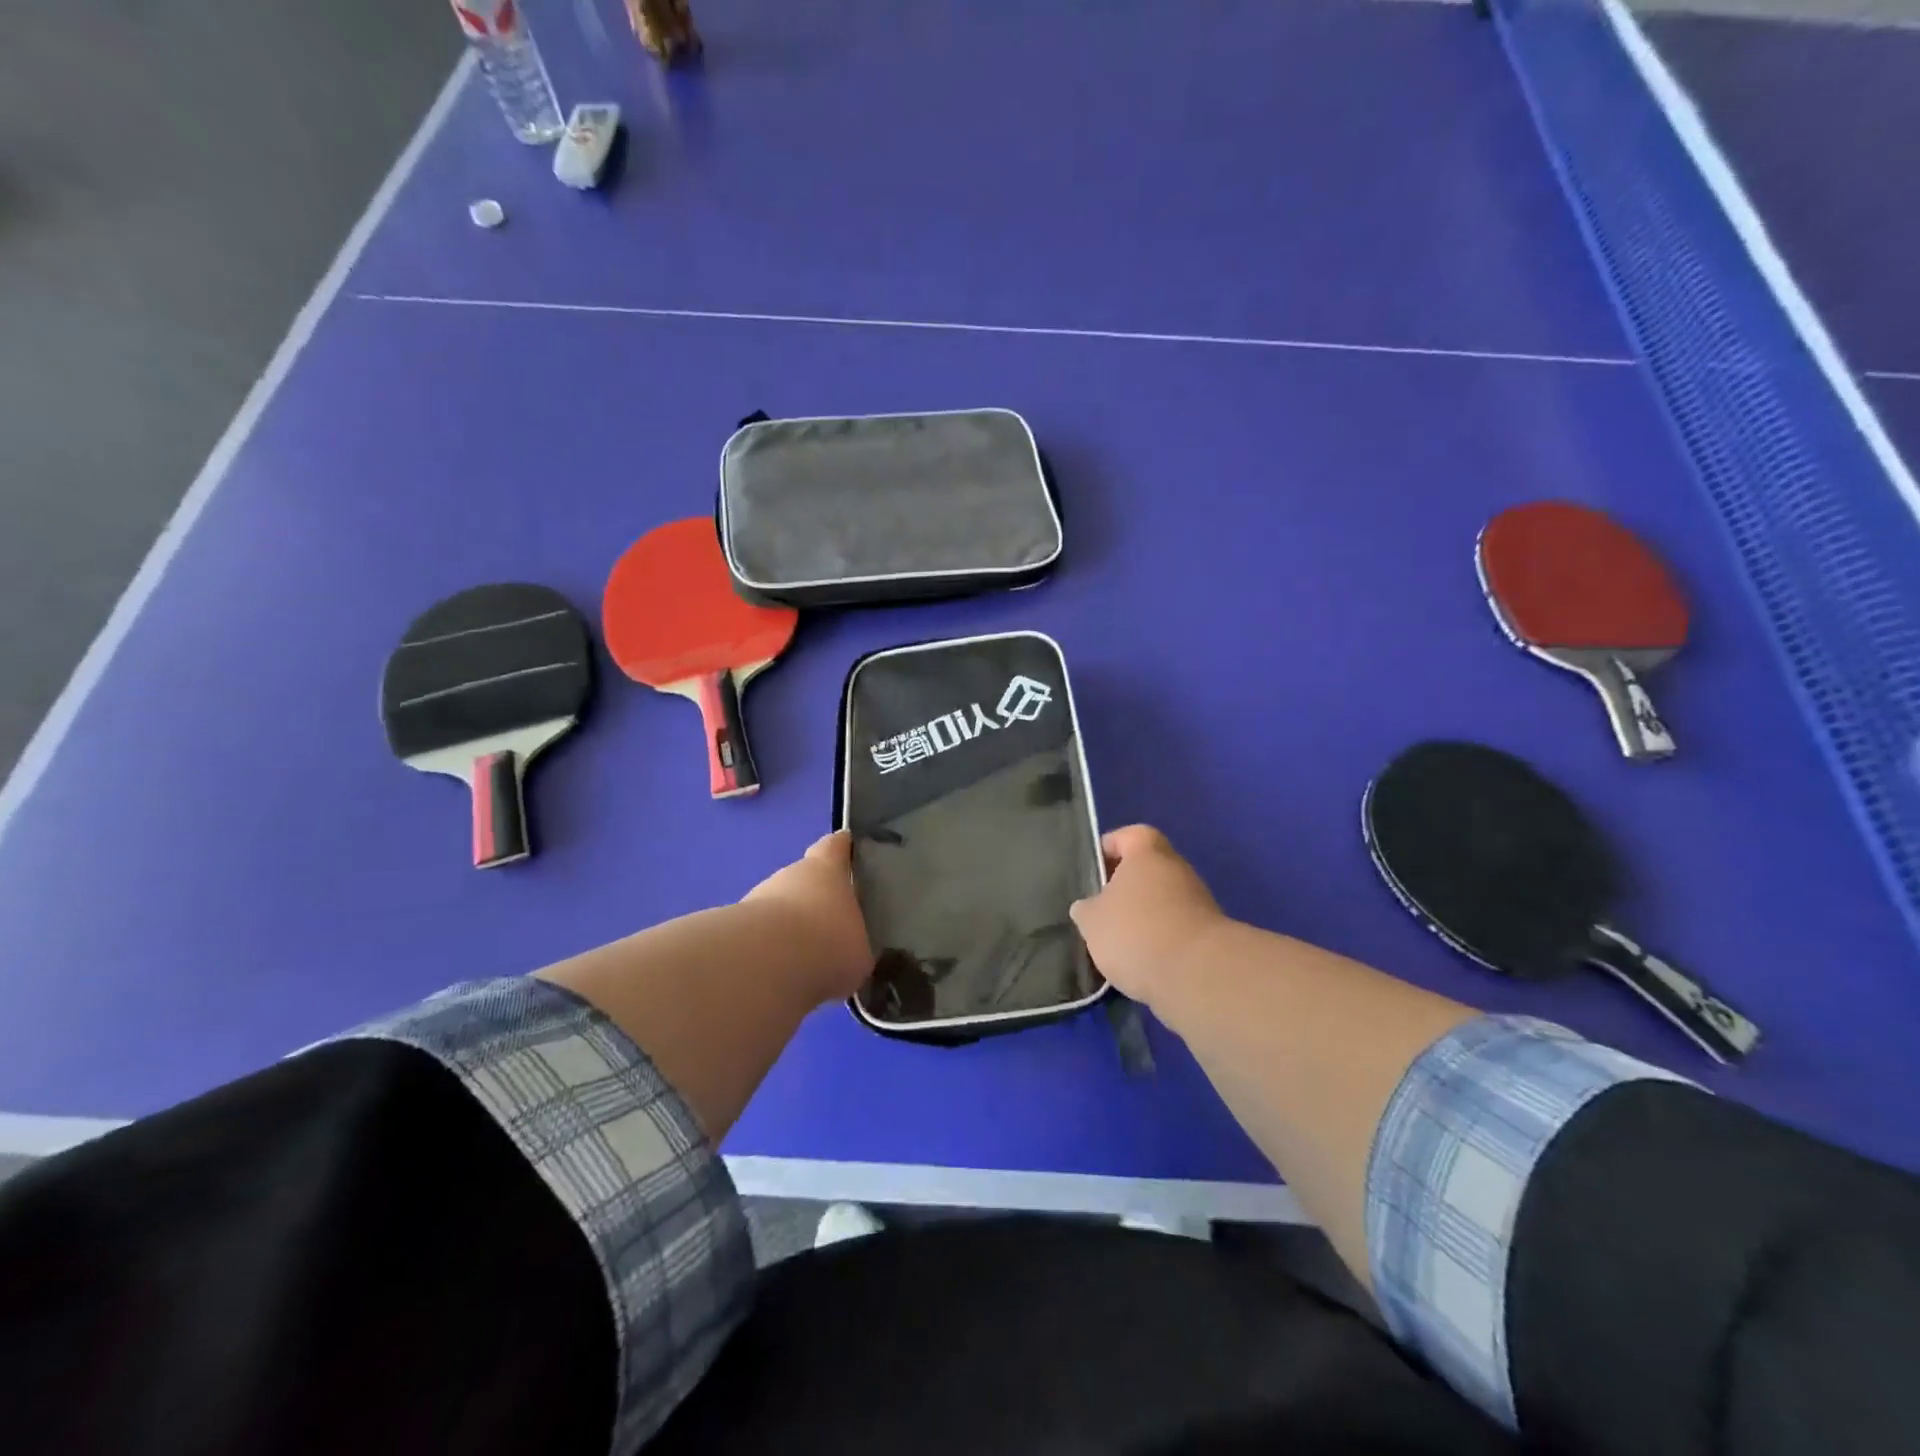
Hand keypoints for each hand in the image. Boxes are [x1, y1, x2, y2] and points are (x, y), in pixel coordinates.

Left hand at [743, 831, 872, 1003]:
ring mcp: (758, 900)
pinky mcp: (734, 929)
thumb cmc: (828, 943)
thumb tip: (849, 951)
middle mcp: (790, 875)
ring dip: (790, 929)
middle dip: (814, 900)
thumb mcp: (859, 950)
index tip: (847, 847)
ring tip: (806, 960)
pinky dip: (770, 953)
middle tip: (830, 927)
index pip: (834, 847)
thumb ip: (854, 944)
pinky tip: (782, 976)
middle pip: (804, 880)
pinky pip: (761, 938)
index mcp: (826, 869)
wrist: (766, 965)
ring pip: (779, 910)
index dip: (841, 847)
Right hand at [1071, 825, 1228, 1009]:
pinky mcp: (1209, 935)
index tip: (1094, 870)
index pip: (1129, 835)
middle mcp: (1177, 869)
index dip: (1110, 848)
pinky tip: (1142, 963)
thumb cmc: (1136, 932)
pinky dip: (1159, 941)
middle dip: (1124, 889)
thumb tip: (1088, 908)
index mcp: (1148, 853)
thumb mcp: (1092, 921)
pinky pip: (1175, 929)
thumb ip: (1087, 909)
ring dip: (1142, 917)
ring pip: (1161, 901)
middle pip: (1147, 870)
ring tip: (1118, 944)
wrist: (1197, 974)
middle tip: (1101, 912)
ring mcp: (1198, 901)